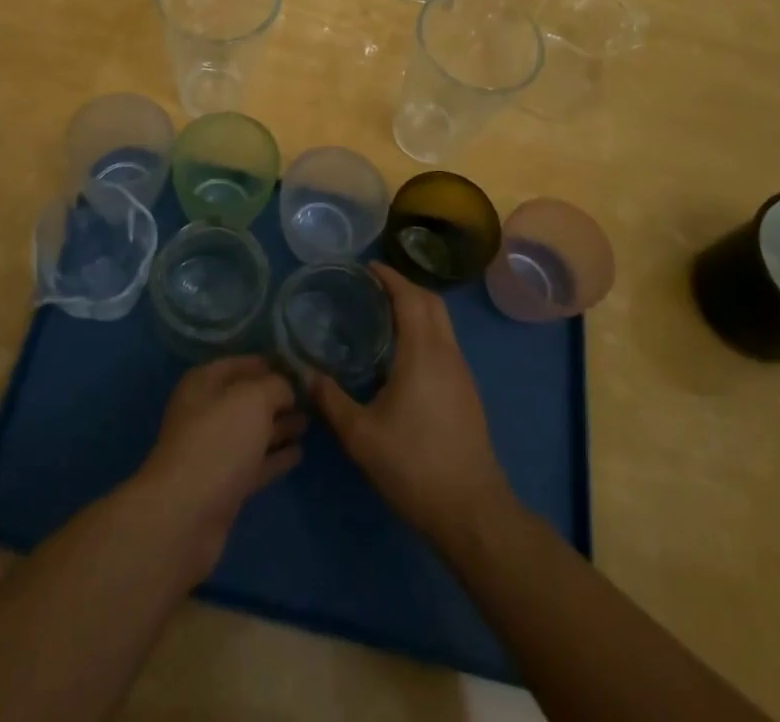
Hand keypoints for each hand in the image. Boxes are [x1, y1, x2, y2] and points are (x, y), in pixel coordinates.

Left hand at [134, 356, 304, 581]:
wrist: (186, 515)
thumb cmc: (218, 441)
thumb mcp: (252, 399)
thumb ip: (275, 386)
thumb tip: (287, 389)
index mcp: (203, 383)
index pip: (238, 364)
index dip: (266, 363)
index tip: (297, 365)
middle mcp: (206, 413)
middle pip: (246, 399)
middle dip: (276, 397)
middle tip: (310, 396)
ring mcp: (214, 451)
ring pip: (252, 432)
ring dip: (279, 426)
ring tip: (309, 422)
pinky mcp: (224, 486)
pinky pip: (255, 463)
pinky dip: (275, 457)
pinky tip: (299, 453)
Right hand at [309, 263, 512, 546]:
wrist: (472, 512)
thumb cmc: (414, 465)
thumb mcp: (361, 435)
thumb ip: (332, 401)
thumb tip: (307, 375)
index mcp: (423, 352)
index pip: (410, 297)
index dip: (390, 277)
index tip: (369, 268)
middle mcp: (447, 353)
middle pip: (432, 302)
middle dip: (406, 287)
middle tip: (375, 289)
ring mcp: (463, 374)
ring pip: (443, 324)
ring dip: (419, 310)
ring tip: (386, 318)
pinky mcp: (468, 394)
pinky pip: (446, 345)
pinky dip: (426, 333)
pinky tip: (404, 358)